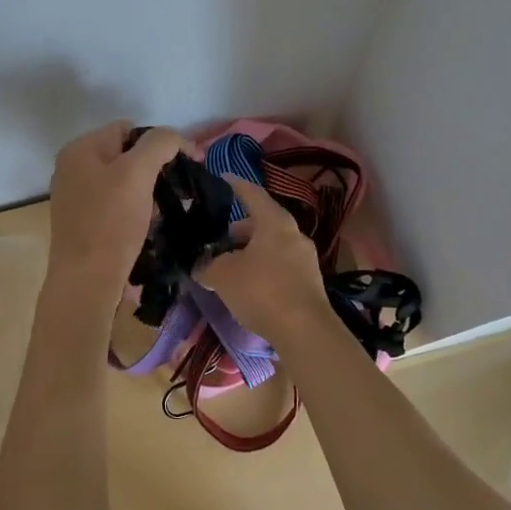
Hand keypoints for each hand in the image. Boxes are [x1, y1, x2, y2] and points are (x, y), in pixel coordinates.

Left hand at [45, 121, 185, 296]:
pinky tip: (146, 227)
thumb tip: (176, 139)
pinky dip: (133, 211)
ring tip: (162, 212)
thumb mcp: (138, 173)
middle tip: (174, 192)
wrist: (86, 282)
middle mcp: (71, 167)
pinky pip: (114, 205)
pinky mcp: (82, 222)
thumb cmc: (111, 223)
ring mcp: (74, 196)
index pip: (129, 129)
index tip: (185, 165)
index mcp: (79, 149)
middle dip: (152, 170)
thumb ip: (159, 144)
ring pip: (122, 181)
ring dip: (146, 193)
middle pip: (125, 155)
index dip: (159, 142)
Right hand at [194, 175, 333, 345]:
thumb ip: (208, 266)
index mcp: (275, 222)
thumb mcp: (223, 276)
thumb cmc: (262, 290)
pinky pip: (280, 266)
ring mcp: (305, 259)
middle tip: (218, 238)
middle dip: (239, 229)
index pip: (252, 194)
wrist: (305, 331)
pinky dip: (263, 268)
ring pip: (272, 246)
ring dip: (251, 251)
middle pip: (263, 222)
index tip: (222, 178)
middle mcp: (294, 234)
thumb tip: (200, 266)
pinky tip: (248, 285)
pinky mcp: (309, 283)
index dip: (235, 185)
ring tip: (229, 266)